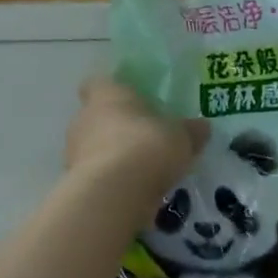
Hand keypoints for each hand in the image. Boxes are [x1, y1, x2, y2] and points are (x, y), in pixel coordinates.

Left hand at [65, 78, 206, 192]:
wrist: (113, 193)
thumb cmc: (147, 147)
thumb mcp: (181, 138)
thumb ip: (190, 131)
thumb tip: (202, 126)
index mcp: (107, 95)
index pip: (100, 83)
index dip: (114, 91)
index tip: (132, 103)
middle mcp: (84, 118)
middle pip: (96, 117)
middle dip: (116, 128)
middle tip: (144, 141)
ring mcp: (74, 152)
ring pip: (93, 148)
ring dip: (112, 157)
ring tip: (140, 172)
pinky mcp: (76, 182)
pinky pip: (95, 176)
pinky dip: (110, 182)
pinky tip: (131, 193)